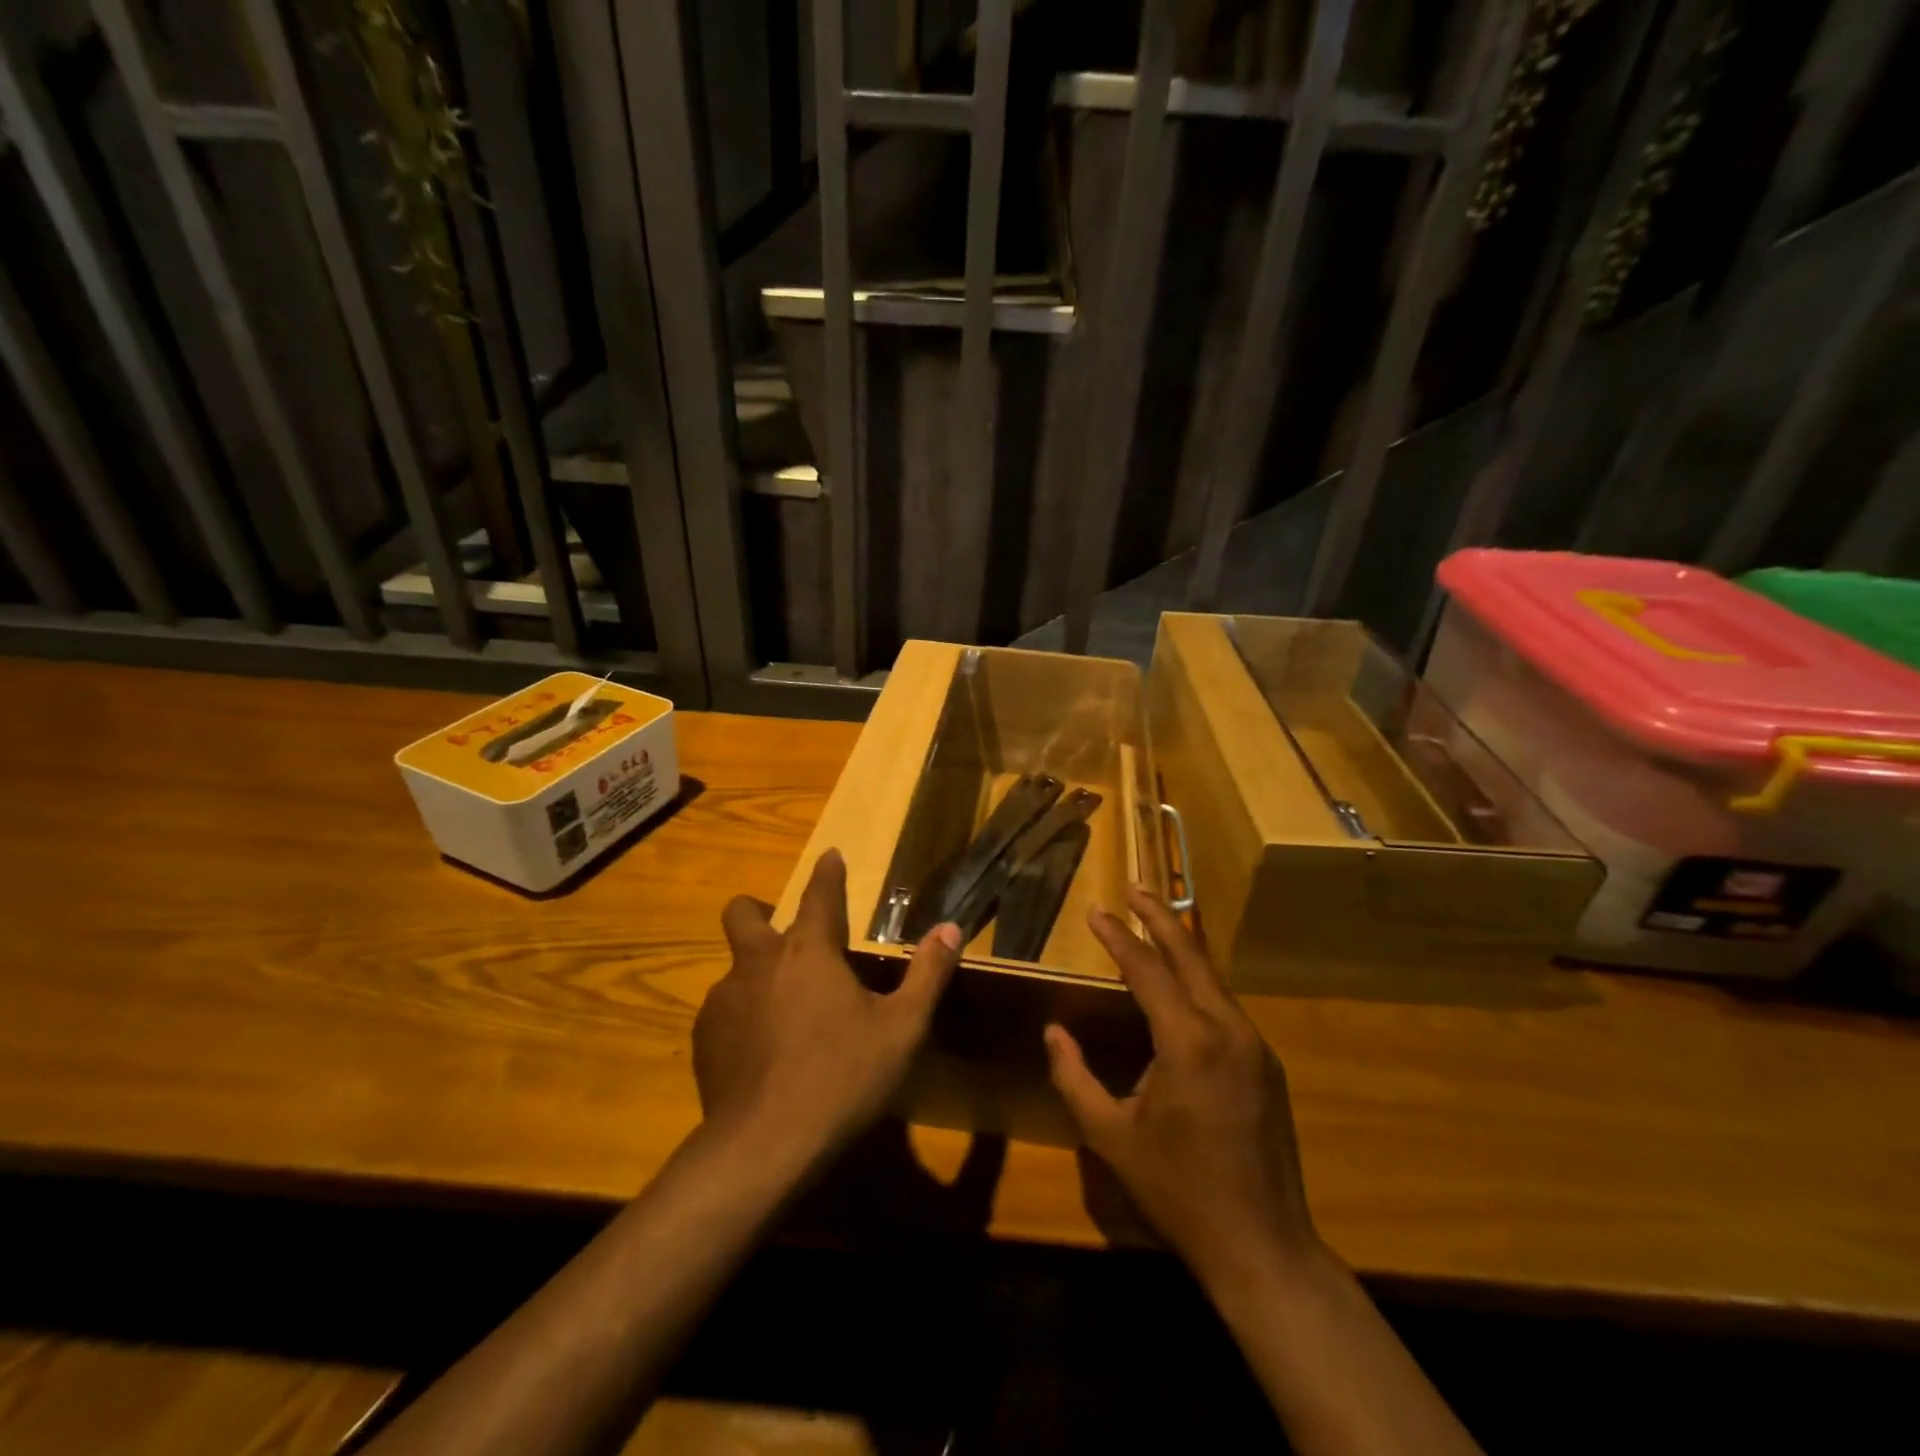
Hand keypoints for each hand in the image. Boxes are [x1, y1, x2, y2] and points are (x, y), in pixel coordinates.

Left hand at [695, 849, 960, 1164]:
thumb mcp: (902, 1028)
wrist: (764, 1147)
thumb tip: (951, 928)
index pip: (819, 893)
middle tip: (786, 933)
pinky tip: (762, 1052)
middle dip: (760, 910)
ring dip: (756, 973)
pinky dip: (743, 1016)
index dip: (828, 872)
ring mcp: (723, 1000)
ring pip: (734, 967)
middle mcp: (759, 963)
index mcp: (809, 951)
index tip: (831, 856)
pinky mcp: (703, 1038)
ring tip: (784, 1009)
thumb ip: (928, 973)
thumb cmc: (842, 1077)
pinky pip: (723, 1010)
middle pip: (743, 913)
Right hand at [1045, 887, 1322, 1290]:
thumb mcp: (1111, 1137)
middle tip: (1135, 888)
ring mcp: (1254, 1046)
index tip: (1095, 910)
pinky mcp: (1266, 1064)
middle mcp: (1227, 1030)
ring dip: (1182, 947)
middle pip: (1190, 956)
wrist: (1263, 1246)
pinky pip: (1226, 1007)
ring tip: (1154, 924)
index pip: (1146, 970)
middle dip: (1160, 918)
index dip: (1118, 937)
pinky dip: (1198, 982)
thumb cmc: (1178, 1190)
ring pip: (1213, 979)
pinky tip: (1182, 986)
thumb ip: (1073, 1078)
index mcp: (1188, 1042)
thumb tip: (1053, 1032)